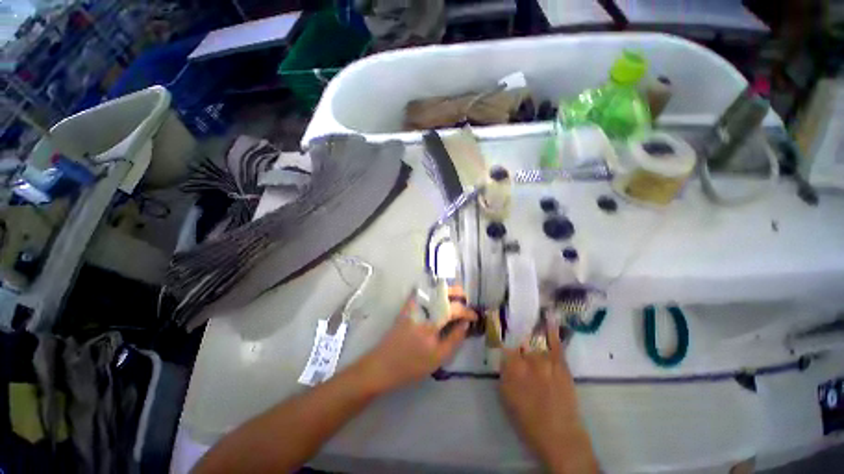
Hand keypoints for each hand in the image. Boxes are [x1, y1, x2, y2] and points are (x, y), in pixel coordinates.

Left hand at [358, 287, 477, 392]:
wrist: (382, 365)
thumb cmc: (412, 364)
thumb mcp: (438, 357)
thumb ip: (455, 338)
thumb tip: (466, 323)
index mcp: (432, 320)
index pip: (454, 308)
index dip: (467, 311)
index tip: (475, 316)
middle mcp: (422, 306)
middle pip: (443, 291)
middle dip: (457, 292)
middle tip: (466, 301)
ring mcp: (413, 304)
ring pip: (433, 288)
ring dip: (446, 291)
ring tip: (456, 299)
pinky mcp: (407, 305)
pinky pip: (422, 292)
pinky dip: (433, 291)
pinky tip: (438, 299)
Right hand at [499, 323, 597, 472]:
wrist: (560, 435)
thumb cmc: (528, 420)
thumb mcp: (506, 397)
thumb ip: (504, 374)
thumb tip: (504, 358)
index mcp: (511, 368)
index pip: (503, 345)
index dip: (501, 337)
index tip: (499, 331)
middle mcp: (527, 359)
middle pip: (519, 340)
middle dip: (516, 335)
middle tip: (514, 329)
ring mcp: (545, 360)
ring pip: (534, 339)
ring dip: (530, 331)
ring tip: (526, 317)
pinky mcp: (561, 364)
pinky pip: (556, 343)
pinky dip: (552, 330)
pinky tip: (550, 317)